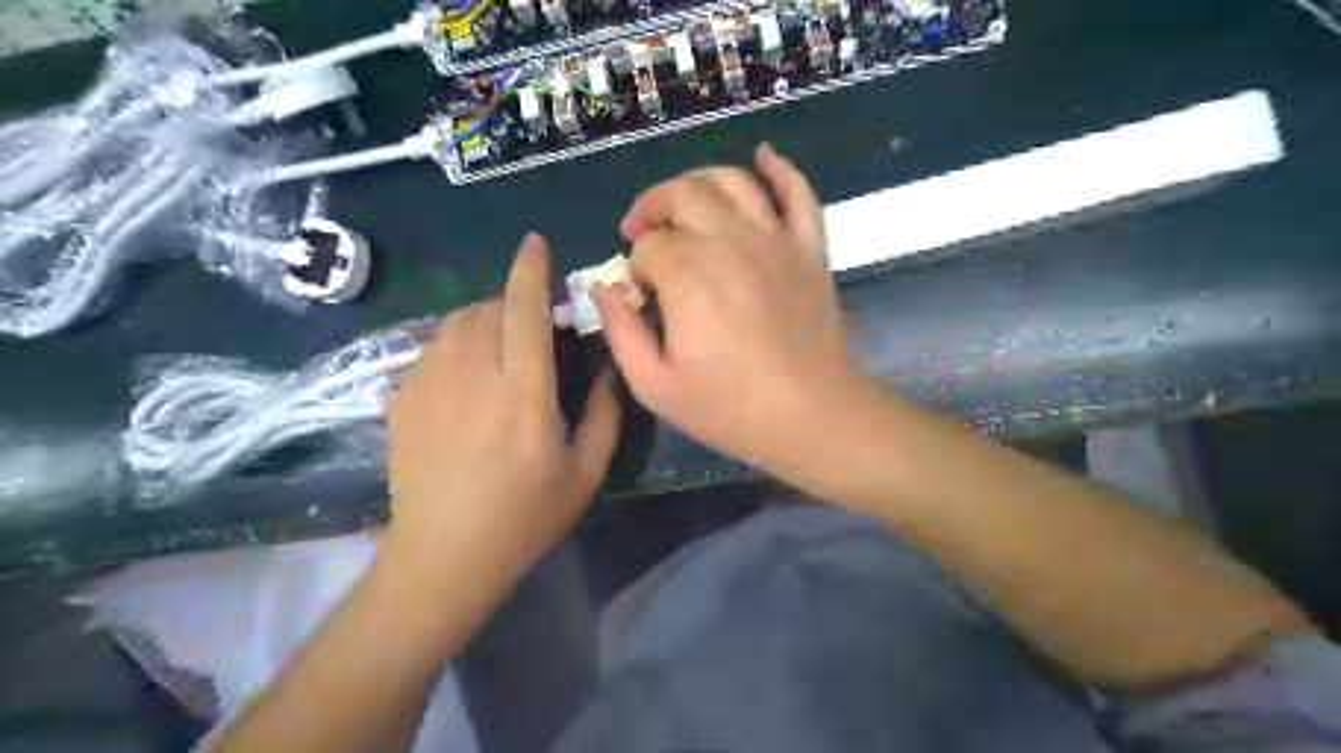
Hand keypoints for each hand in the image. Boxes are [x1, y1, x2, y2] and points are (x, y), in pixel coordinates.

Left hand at [384, 235, 620, 587]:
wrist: (444, 557)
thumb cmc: (524, 518)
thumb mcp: (585, 472)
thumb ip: (605, 414)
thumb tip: (608, 370)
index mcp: (523, 394)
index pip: (525, 312)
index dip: (531, 271)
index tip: (535, 245)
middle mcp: (473, 378)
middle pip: (487, 309)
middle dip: (511, 300)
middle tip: (530, 320)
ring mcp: (428, 387)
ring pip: (453, 323)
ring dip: (481, 318)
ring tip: (497, 342)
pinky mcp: (401, 401)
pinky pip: (429, 349)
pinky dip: (452, 344)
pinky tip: (464, 372)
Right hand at [592, 140, 865, 482]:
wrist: (811, 416)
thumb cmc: (729, 408)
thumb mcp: (655, 385)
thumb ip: (620, 331)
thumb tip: (602, 288)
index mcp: (688, 274)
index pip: (648, 245)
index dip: (635, 266)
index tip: (641, 296)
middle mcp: (729, 241)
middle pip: (682, 195)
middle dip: (652, 207)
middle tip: (640, 231)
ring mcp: (775, 240)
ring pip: (731, 181)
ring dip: (698, 181)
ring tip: (683, 203)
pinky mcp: (809, 248)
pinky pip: (798, 192)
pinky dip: (779, 168)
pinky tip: (763, 156)